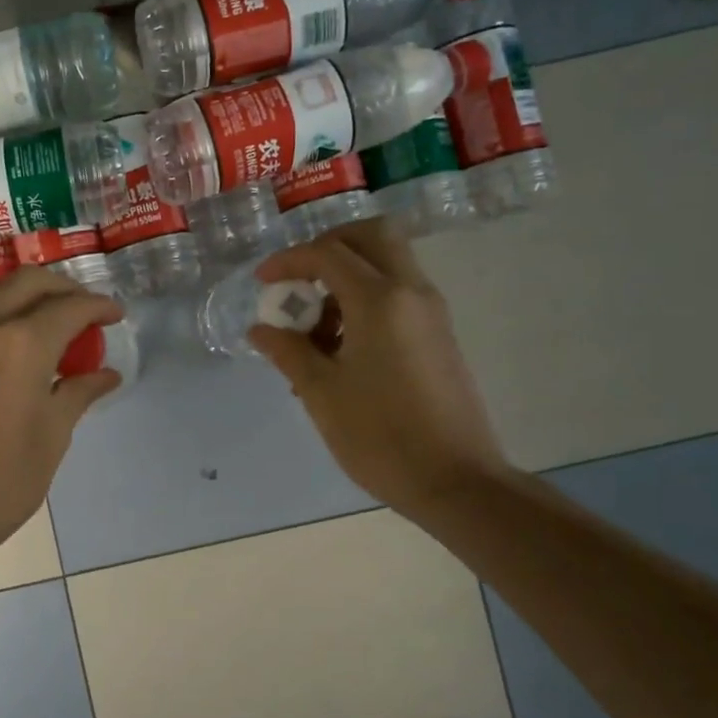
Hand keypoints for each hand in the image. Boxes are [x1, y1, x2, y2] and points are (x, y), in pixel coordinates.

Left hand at [0, 266, 122, 562]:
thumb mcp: (52, 437)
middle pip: (29, 282)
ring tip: (36, 311)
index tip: (114, 314)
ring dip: (17, 287)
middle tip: (83, 311)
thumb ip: (79, 392)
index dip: (98, 306)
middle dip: (64, 289)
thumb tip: (107, 373)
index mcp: (21, 346)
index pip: (69, 308)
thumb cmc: (2, 482)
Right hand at [248, 219, 512, 520]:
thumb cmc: (381, 436)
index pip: (328, 253)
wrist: (457, 482)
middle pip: (372, 235)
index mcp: (380, 300)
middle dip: (329, 246)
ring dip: (347, 276)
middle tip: (300, 278)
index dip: (289, 260)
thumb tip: (261, 329)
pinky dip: (366, 298)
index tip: (262, 282)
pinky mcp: (439, 334)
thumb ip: (287, 351)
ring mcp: (431, 312)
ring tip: (315, 329)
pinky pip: (398, 293)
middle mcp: (411, 292)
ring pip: (388, 263)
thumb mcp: (321, 392)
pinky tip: (342, 348)